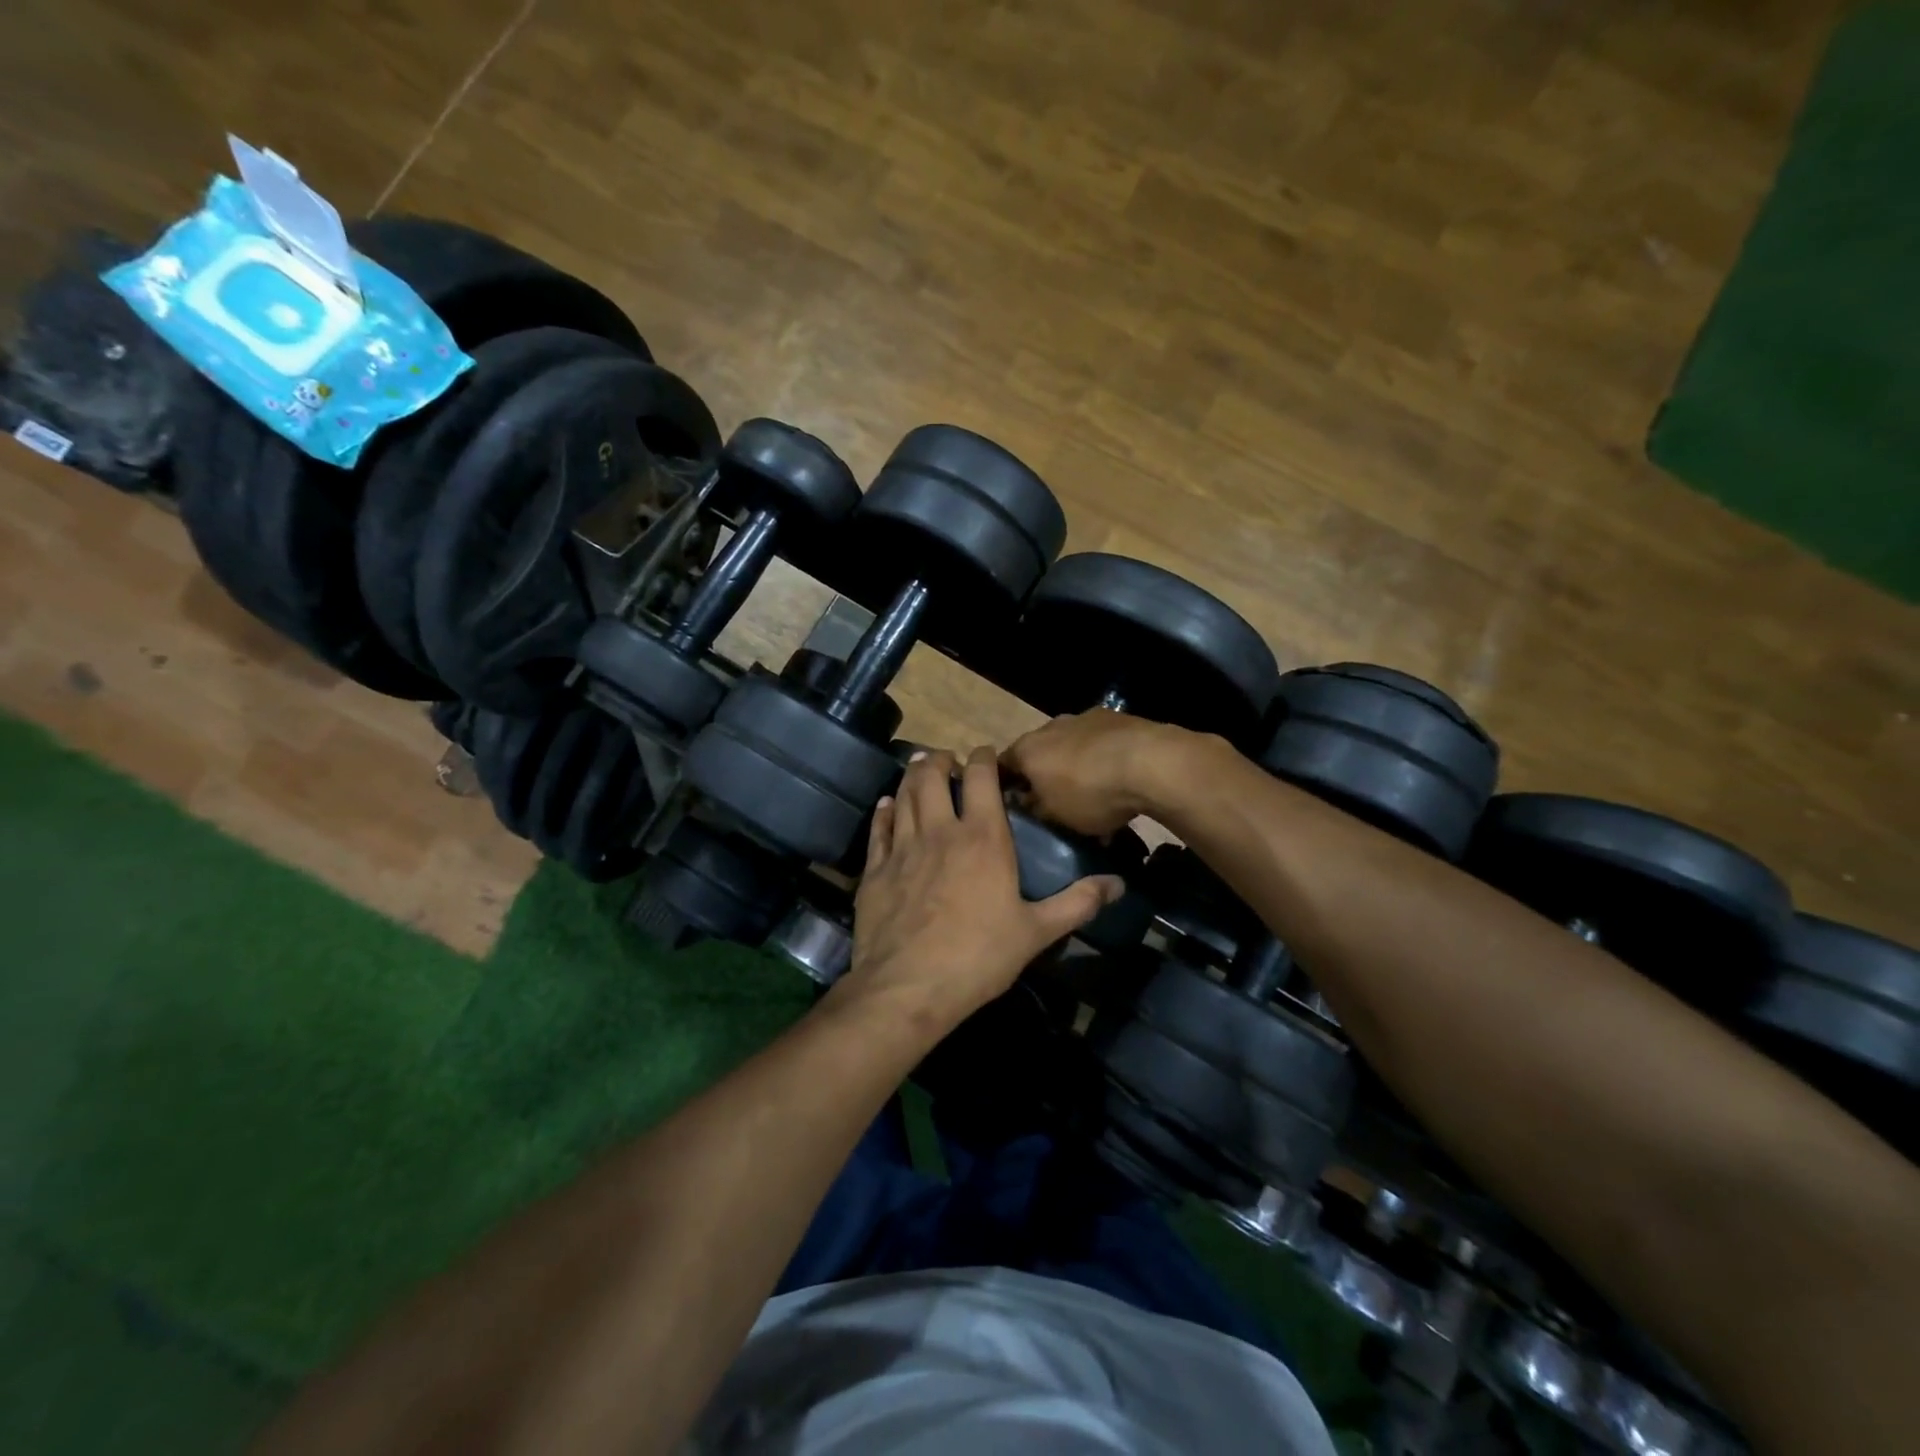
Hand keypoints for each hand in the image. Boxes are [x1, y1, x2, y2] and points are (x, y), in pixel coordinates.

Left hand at [836, 747, 1122, 1033]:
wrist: (908, 987)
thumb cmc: (979, 957)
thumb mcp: (1037, 932)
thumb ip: (1077, 903)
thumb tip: (1118, 884)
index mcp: (982, 838)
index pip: (981, 777)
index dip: (982, 757)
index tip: (984, 753)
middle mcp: (940, 831)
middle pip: (932, 776)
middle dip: (939, 759)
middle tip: (946, 760)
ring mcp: (902, 848)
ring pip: (903, 795)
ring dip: (912, 777)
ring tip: (919, 770)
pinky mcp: (874, 869)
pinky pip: (878, 827)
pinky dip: (884, 811)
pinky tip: (886, 805)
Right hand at [1000, 711, 1190, 836]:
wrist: (1150, 762)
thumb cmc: (1090, 792)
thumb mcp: (1055, 815)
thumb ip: (1035, 808)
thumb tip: (1027, 801)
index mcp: (1027, 748)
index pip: (1003, 765)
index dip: (1006, 785)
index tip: (1014, 805)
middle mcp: (1051, 726)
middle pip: (1040, 753)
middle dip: (1045, 775)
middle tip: (1056, 802)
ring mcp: (1086, 718)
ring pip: (1073, 747)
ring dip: (1077, 766)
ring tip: (1095, 795)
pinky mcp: (1118, 719)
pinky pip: (1101, 744)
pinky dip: (1104, 760)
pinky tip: (1120, 782)